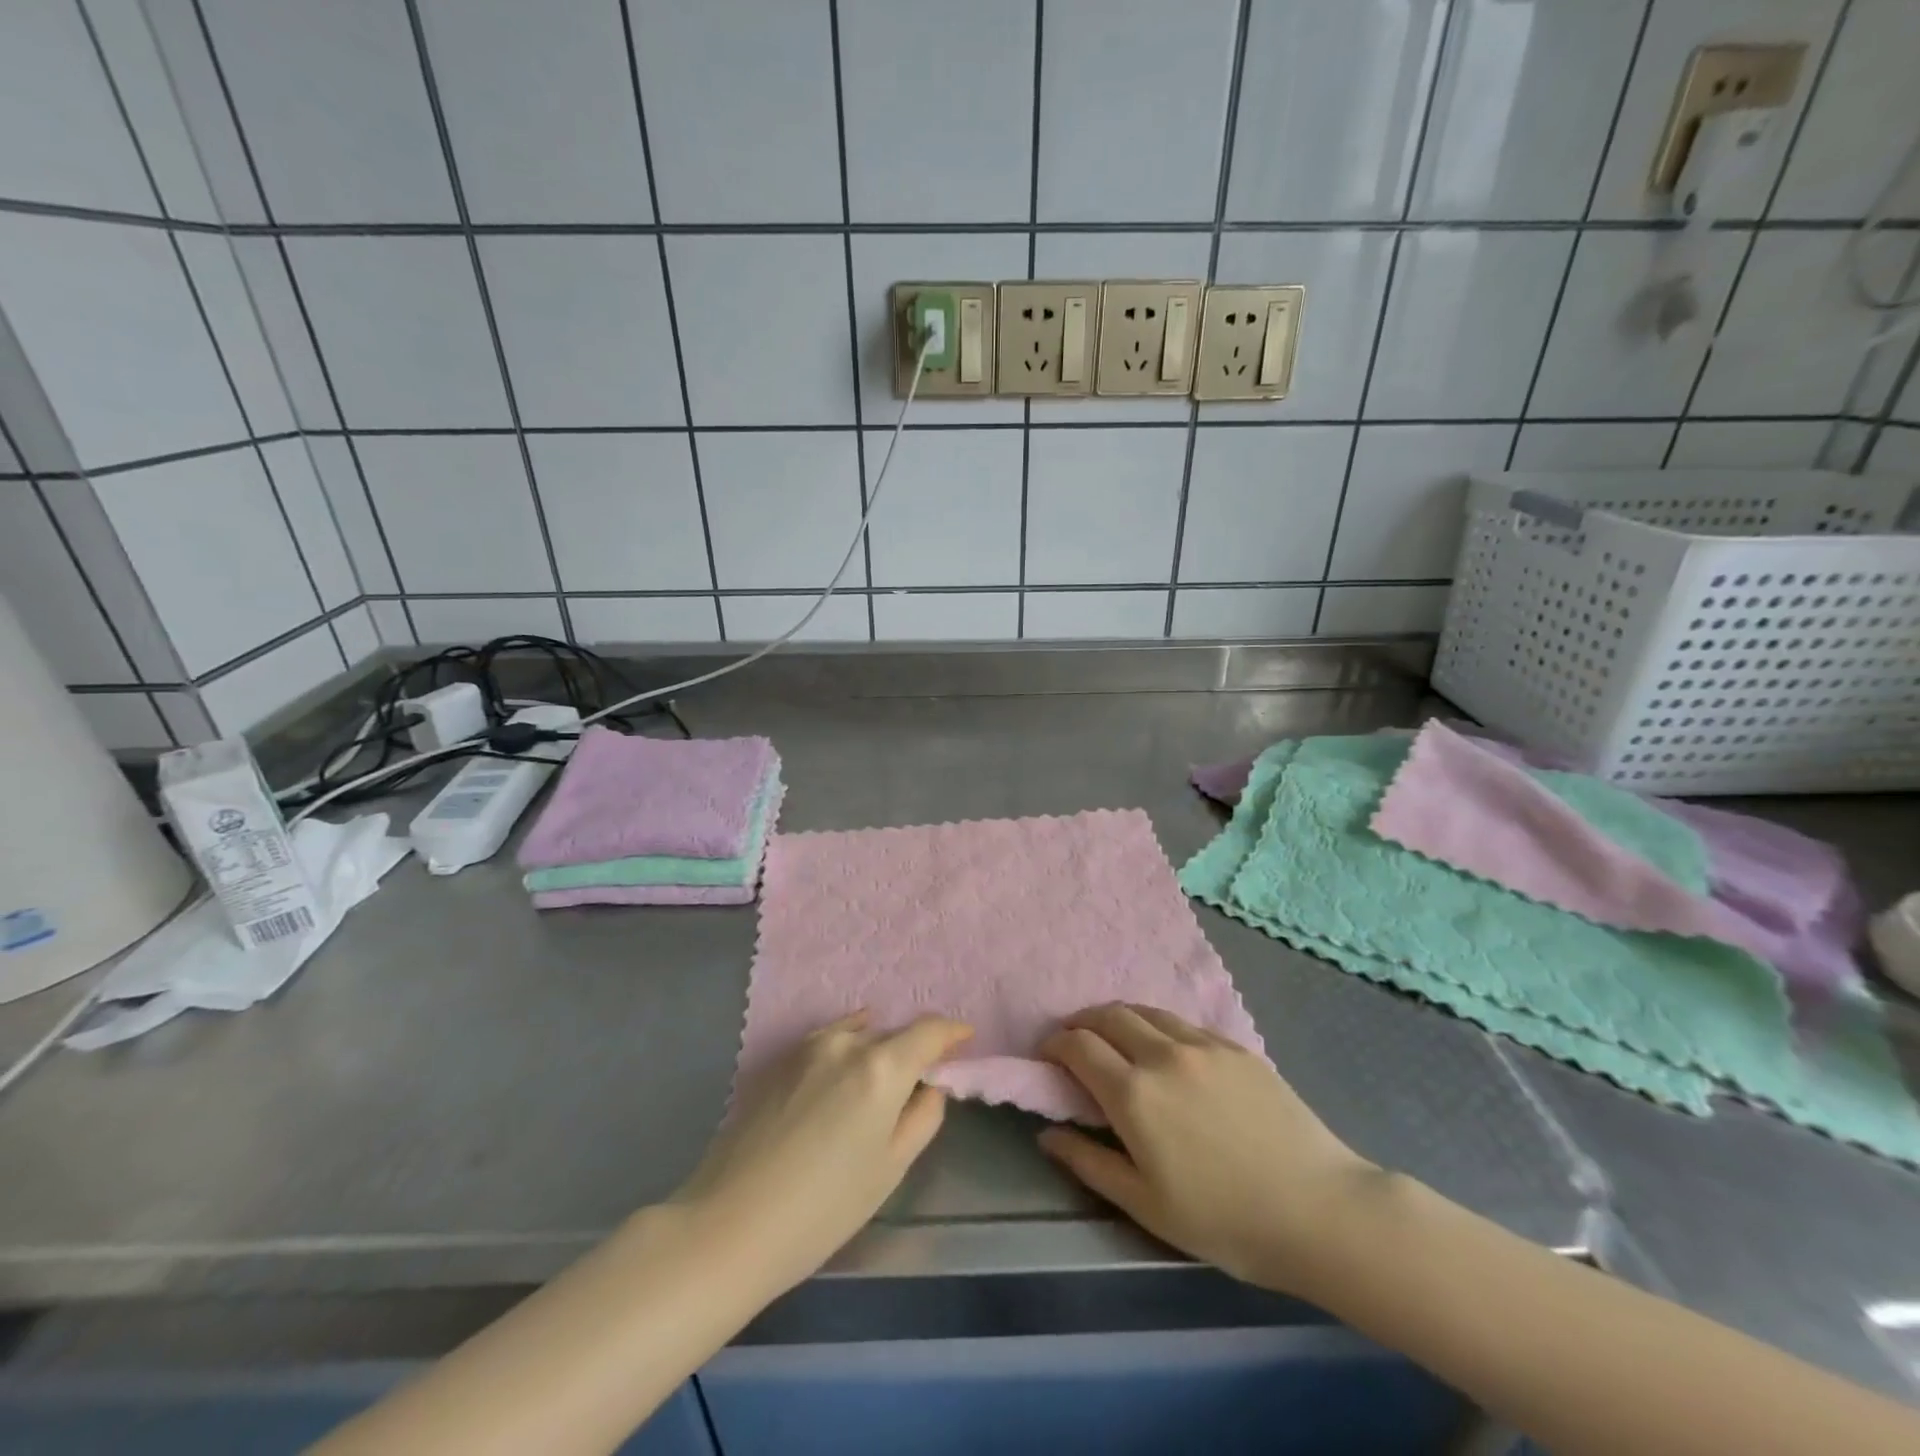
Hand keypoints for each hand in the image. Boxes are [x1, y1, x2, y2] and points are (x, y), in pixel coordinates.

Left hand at [672, 1012, 972, 1294]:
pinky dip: (847, 1046)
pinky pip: (829, 1041)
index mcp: (881, 1067)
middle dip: (913, 1049)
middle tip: (923, 1076)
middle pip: (893, 1034)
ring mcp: (807, 1047)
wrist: (730, 1223)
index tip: (965, 1038)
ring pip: (858, 1034)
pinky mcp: (779, 1060)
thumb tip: (930, 1086)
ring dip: (877, 1048)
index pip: (928, 1031)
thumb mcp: (891, 1168)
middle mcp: (846, 1042)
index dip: (951, 1032)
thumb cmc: (824, 1208)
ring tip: (881, 1077)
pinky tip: (846, 1066)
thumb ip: (922, 1116)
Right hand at [1039, 1003, 1376, 1294]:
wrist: (1319, 1211)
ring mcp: (1202, 1045)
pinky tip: (1164, 1046)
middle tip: (1074, 1039)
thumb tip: (1047, 1135)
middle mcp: (1162, 1055)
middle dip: (1082, 1022)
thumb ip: (1089, 1163)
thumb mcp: (1146, 1205)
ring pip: (1146, 1011)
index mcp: (1133, 1094)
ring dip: (1118, 1017)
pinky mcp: (1235, 1047)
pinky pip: (1182, 1022)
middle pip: (1108, 1016)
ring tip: (1113, 1036)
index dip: (1055, 1044)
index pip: (1079, 1047)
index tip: (1047, 1054)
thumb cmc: (1225, 1220)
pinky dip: (1157, 1025)